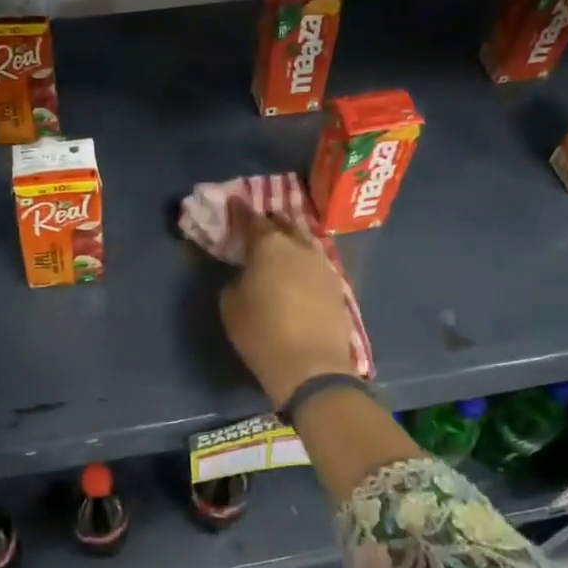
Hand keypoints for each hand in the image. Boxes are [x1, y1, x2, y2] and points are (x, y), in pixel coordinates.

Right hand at [219, 202, 355, 408]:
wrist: (310, 366)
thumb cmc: (261, 332)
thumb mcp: (231, 305)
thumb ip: (237, 281)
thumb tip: (248, 276)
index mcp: (269, 246)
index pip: (253, 220)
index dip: (242, 211)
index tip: (236, 202)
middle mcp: (299, 248)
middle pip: (286, 225)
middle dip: (273, 220)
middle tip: (263, 220)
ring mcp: (323, 266)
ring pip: (307, 241)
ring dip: (295, 237)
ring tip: (286, 239)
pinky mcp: (337, 287)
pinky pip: (318, 262)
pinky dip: (306, 260)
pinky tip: (302, 267)